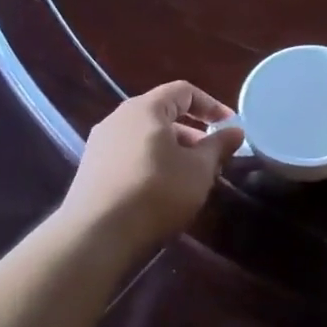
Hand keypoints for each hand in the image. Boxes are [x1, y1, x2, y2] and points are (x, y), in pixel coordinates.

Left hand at [59, 81, 244, 252]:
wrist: (96, 235)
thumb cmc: (156, 192)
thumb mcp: (199, 169)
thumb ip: (218, 146)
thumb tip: (235, 130)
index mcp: (145, 109)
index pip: (183, 91)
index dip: (211, 105)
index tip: (230, 125)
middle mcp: (118, 118)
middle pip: (162, 114)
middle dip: (192, 132)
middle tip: (213, 155)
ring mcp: (100, 144)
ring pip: (146, 137)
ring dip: (173, 149)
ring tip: (191, 176)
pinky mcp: (92, 169)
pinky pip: (130, 154)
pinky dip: (152, 162)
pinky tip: (162, 190)